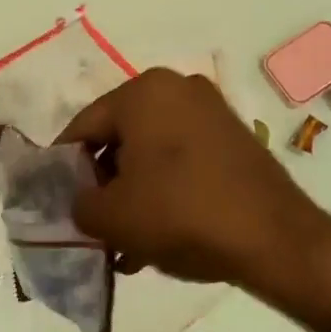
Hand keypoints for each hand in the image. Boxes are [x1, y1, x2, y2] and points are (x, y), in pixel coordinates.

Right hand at [55, 69, 330, 298]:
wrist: (274, 237)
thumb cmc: (181, 214)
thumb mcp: (112, 216)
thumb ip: (78, 204)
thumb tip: (80, 201)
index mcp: (144, 91)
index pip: (83, 127)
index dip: (62, 168)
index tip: (56, 203)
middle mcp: (179, 88)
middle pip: (120, 138)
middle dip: (103, 185)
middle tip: (94, 225)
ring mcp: (212, 111)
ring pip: (152, 154)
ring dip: (133, 194)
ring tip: (125, 243)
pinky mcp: (234, 138)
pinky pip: (183, 161)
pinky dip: (165, 191)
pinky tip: (158, 236)